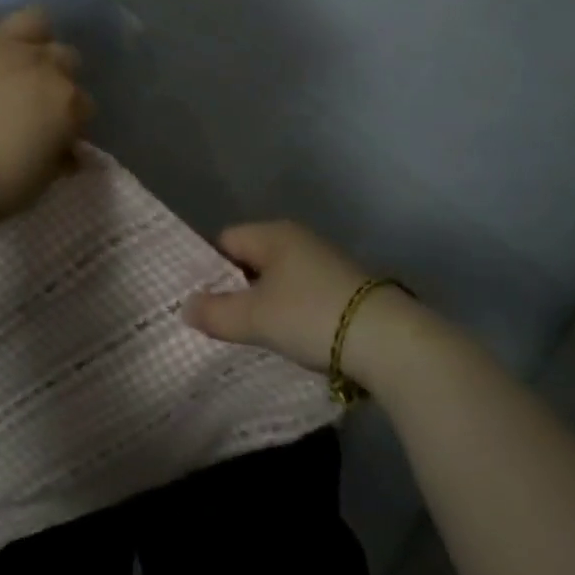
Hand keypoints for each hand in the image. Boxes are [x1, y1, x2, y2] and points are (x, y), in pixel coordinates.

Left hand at [0, 0, 91, 240]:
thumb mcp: (31, 188)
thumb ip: (54, 163)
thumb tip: (69, 154)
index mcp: (65, 104)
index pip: (83, 105)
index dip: (71, 121)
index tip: (56, 138)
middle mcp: (40, 64)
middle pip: (65, 58)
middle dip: (59, 76)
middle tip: (36, 100)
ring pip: (35, 21)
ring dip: (36, 35)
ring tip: (25, 49)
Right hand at [183, 221, 378, 371]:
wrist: (390, 341)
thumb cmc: (311, 316)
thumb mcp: (255, 318)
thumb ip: (216, 312)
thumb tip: (185, 307)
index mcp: (274, 234)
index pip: (225, 240)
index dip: (208, 268)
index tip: (200, 301)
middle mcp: (299, 239)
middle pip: (252, 260)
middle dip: (236, 289)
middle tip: (220, 322)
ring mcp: (325, 262)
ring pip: (278, 280)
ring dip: (265, 304)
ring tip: (253, 335)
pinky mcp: (345, 288)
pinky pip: (302, 294)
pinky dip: (291, 313)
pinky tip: (290, 338)